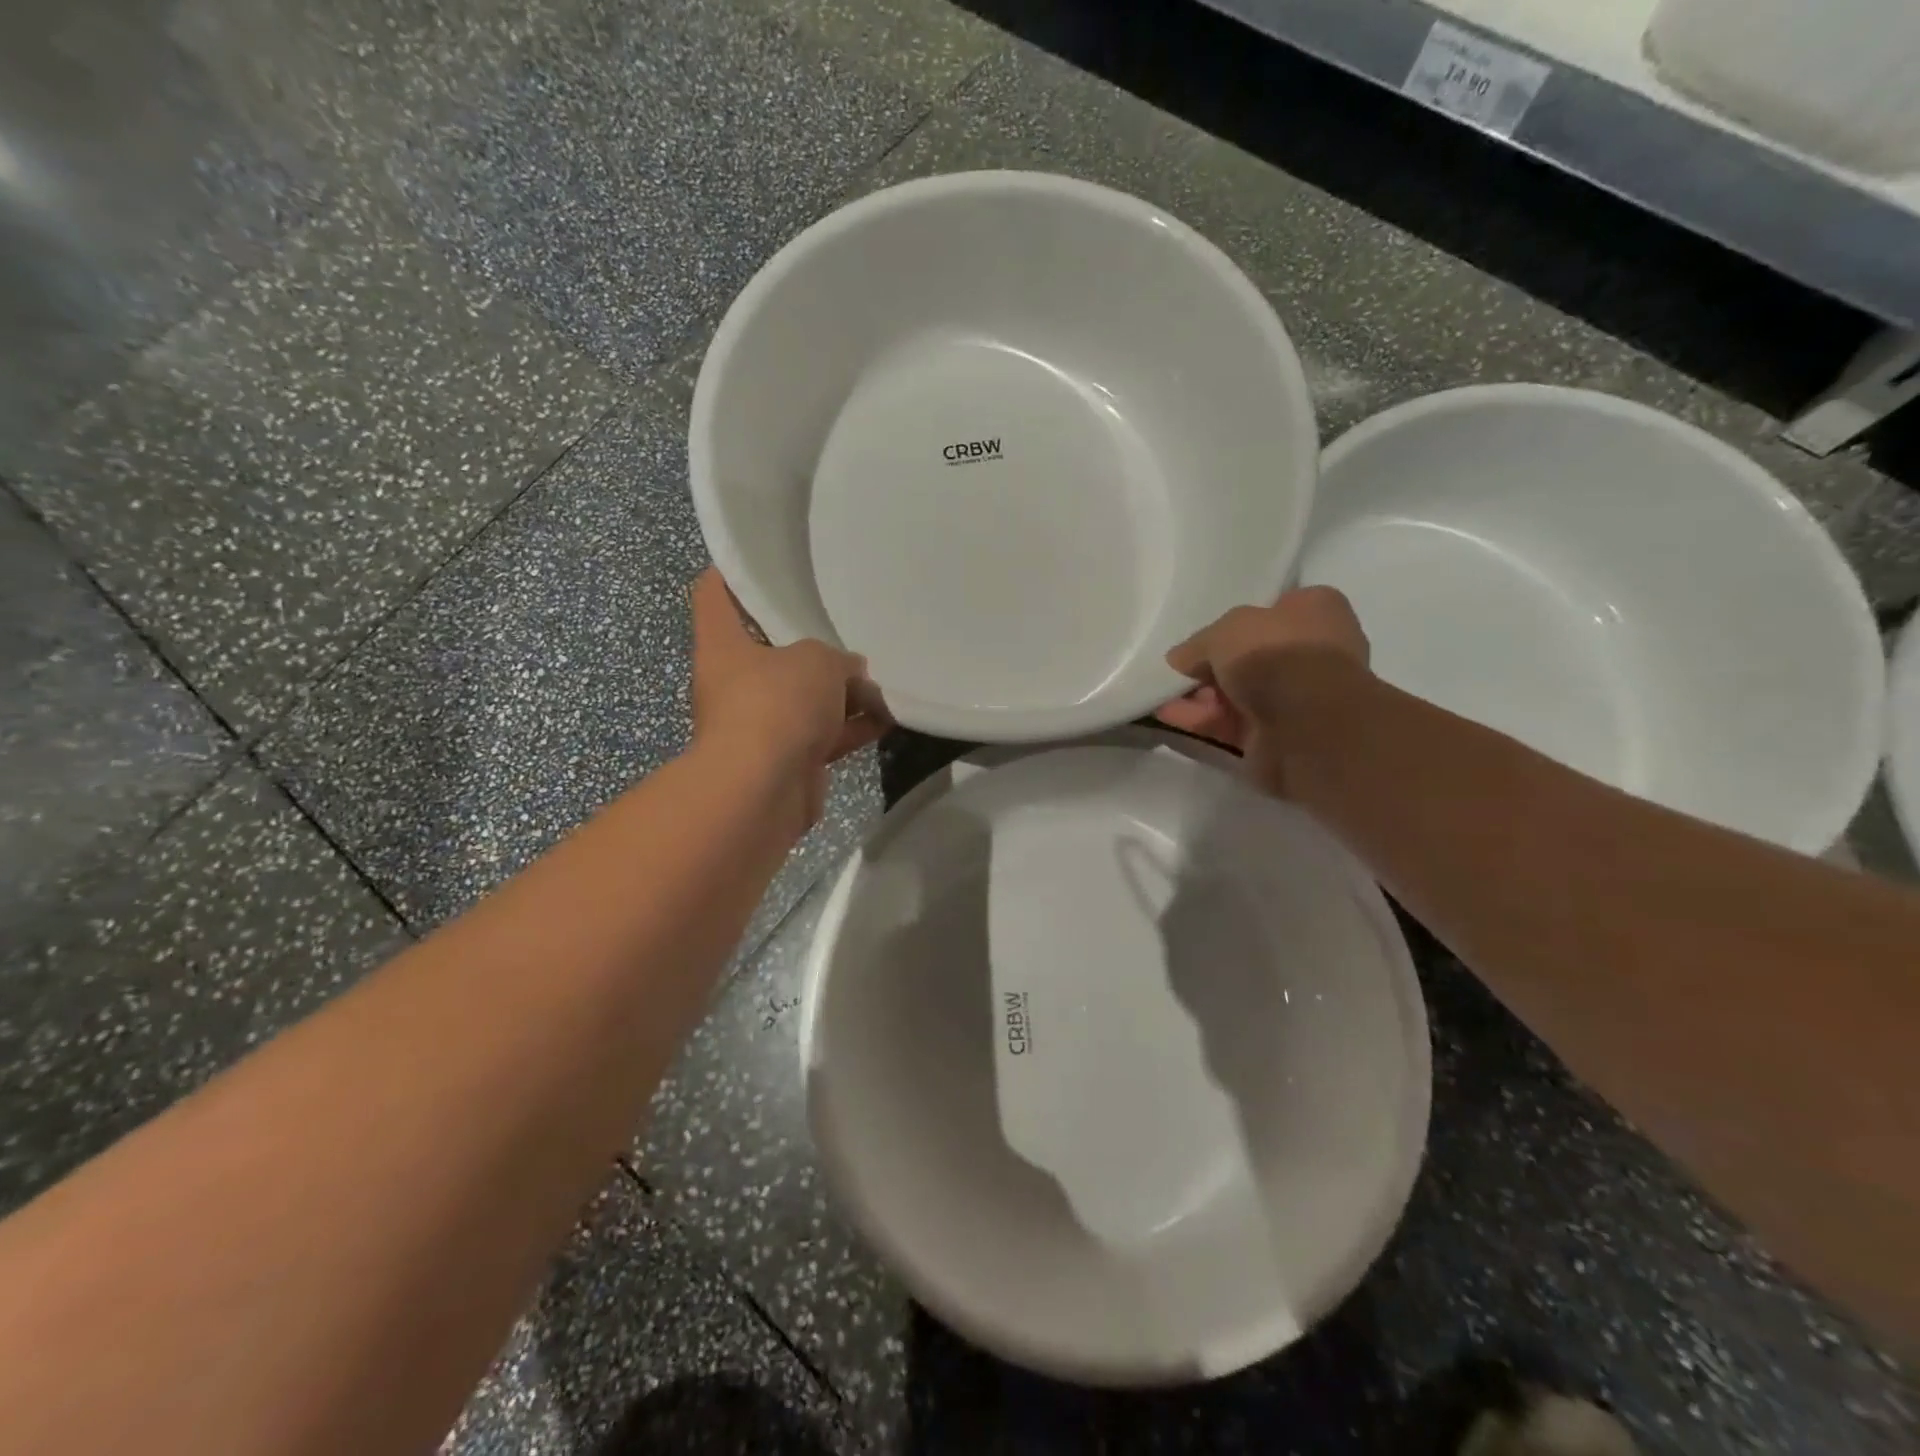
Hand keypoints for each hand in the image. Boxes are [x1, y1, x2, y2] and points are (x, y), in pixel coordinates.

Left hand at [690, 568, 888, 832]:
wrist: (762, 790)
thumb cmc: (776, 705)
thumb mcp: (816, 660)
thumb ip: (837, 658)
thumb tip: (851, 673)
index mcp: (723, 646)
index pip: (715, 594)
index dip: (733, 573)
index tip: (763, 560)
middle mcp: (734, 682)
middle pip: (770, 651)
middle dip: (810, 644)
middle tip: (845, 628)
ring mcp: (760, 724)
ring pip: (804, 697)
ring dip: (841, 693)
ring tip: (880, 679)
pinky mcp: (786, 758)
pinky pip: (823, 734)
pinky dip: (851, 728)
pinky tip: (887, 717)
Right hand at [1154, 588, 1369, 795]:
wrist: (1305, 721)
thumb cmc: (1274, 653)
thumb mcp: (1225, 631)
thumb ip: (1197, 644)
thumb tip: (1179, 660)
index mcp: (1315, 610)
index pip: (1271, 610)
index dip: (1234, 624)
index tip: (1202, 637)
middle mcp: (1312, 650)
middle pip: (1250, 655)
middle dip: (1210, 665)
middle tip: (1176, 670)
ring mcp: (1298, 696)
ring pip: (1238, 692)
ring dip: (1200, 695)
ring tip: (1160, 695)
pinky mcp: (1279, 734)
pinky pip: (1232, 722)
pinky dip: (1202, 720)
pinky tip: (1167, 716)